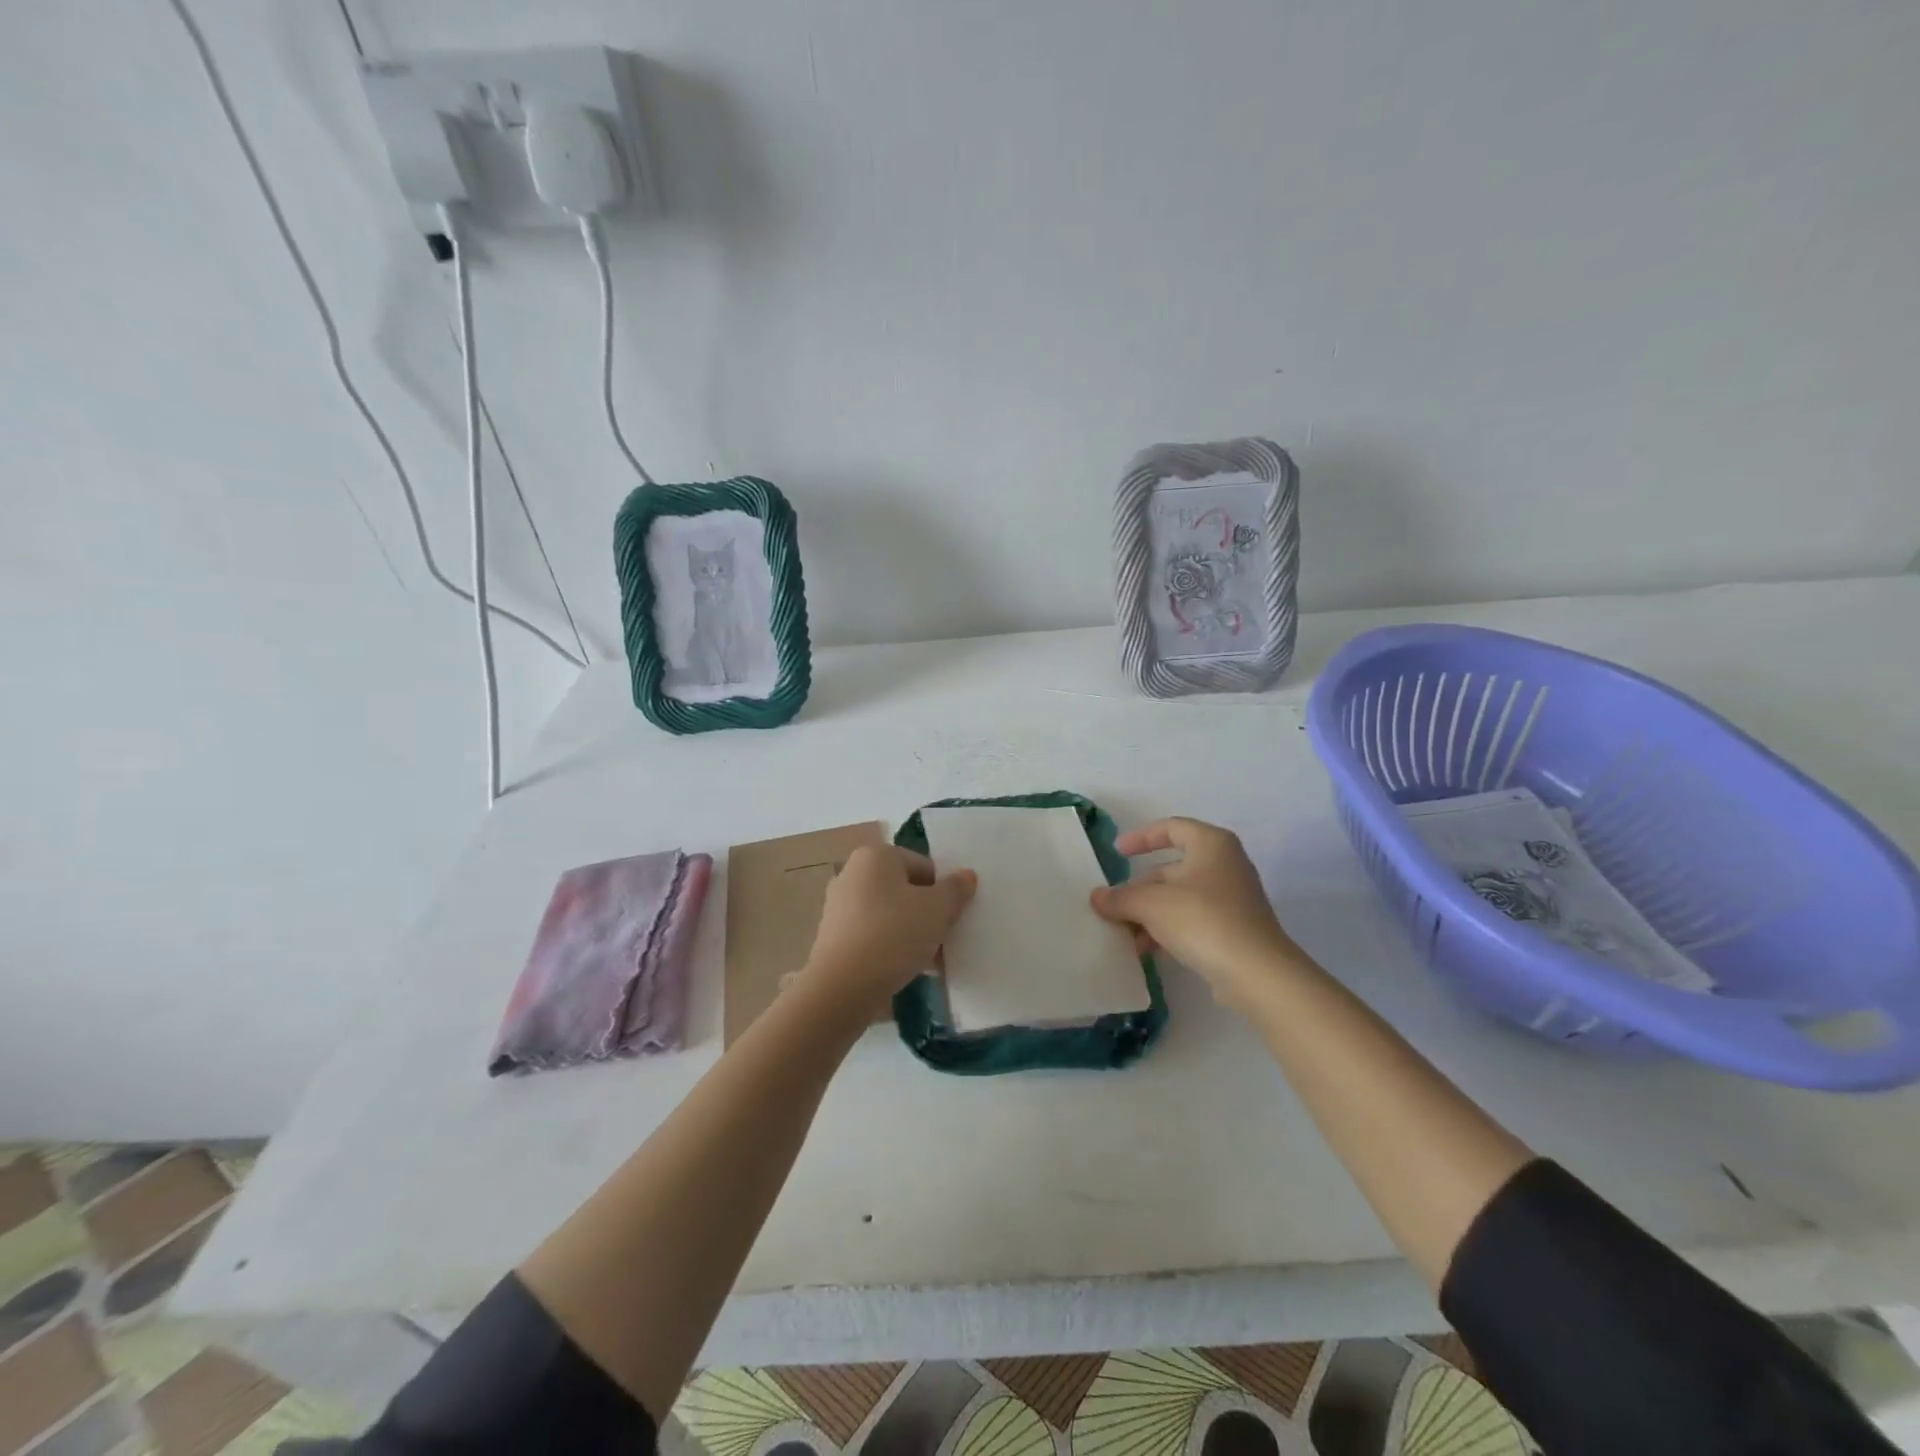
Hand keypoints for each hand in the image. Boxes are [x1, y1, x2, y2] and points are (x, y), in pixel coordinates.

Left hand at [799, 845, 977, 1020]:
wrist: (842, 988)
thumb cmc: (893, 936)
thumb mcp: (937, 910)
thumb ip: (955, 890)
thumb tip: (966, 876)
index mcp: (875, 856)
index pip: (924, 866)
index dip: (943, 893)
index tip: (950, 920)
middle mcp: (852, 873)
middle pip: (905, 889)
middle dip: (927, 913)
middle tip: (941, 941)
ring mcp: (838, 906)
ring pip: (889, 914)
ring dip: (910, 933)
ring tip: (926, 961)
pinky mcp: (832, 937)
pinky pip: (872, 934)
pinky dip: (889, 947)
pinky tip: (903, 970)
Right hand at [1091, 817, 1300, 1014]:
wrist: (1257, 974)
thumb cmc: (1203, 920)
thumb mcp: (1151, 904)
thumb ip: (1120, 897)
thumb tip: (1097, 897)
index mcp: (1211, 844)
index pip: (1171, 828)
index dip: (1141, 837)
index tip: (1117, 853)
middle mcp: (1225, 865)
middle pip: (1171, 868)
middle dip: (1139, 889)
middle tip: (1113, 907)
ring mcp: (1233, 899)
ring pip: (1180, 898)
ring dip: (1149, 914)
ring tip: (1125, 936)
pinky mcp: (1235, 929)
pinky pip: (1192, 921)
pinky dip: (1168, 930)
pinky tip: (1148, 951)